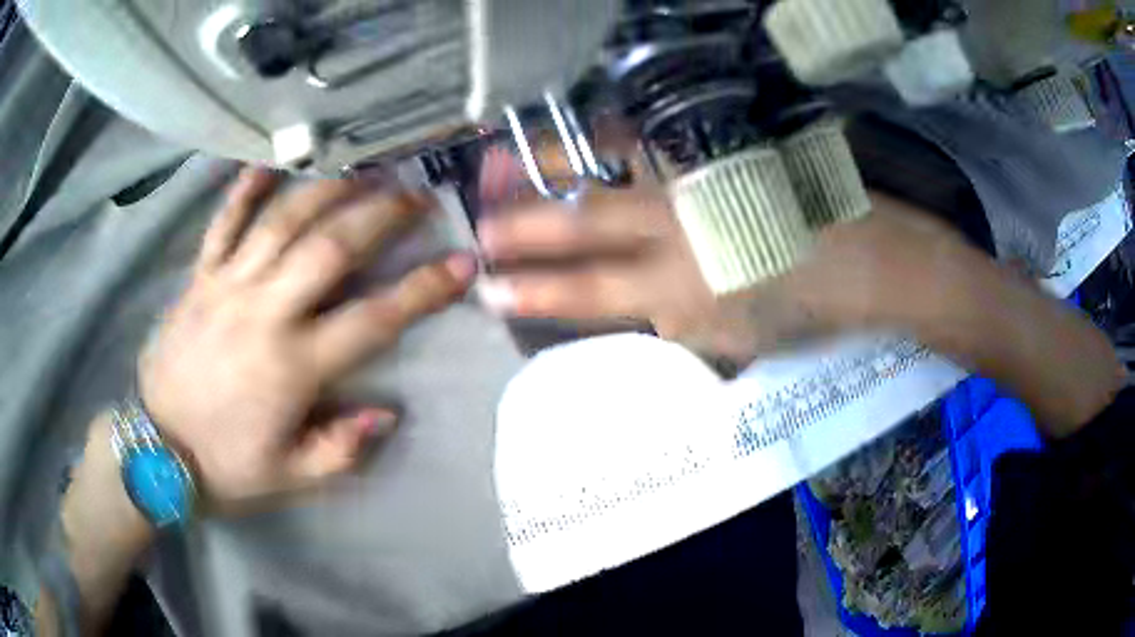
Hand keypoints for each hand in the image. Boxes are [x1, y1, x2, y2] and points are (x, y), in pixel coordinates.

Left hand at [138, 168, 475, 512]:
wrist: (156, 450)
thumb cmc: (225, 467)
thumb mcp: (290, 478)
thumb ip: (341, 449)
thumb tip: (387, 412)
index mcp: (292, 366)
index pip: (373, 319)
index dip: (423, 290)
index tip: (462, 263)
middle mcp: (263, 313)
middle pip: (330, 248)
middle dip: (381, 214)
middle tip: (417, 194)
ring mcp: (225, 287)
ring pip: (281, 221)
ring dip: (329, 189)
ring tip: (365, 169)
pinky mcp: (198, 278)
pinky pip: (223, 223)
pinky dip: (245, 188)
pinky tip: (270, 162)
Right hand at [476, 152, 980, 361]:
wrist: (872, 262)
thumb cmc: (809, 313)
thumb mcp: (738, 344)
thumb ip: (680, 328)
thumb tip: (642, 309)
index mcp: (682, 296)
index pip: (586, 296)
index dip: (531, 294)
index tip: (488, 291)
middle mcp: (679, 234)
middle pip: (581, 224)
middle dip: (520, 225)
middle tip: (477, 220)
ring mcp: (698, 185)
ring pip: (605, 168)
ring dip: (546, 166)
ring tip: (500, 163)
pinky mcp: (718, 156)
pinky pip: (646, 145)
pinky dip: (601, 144)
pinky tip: (574, 144)